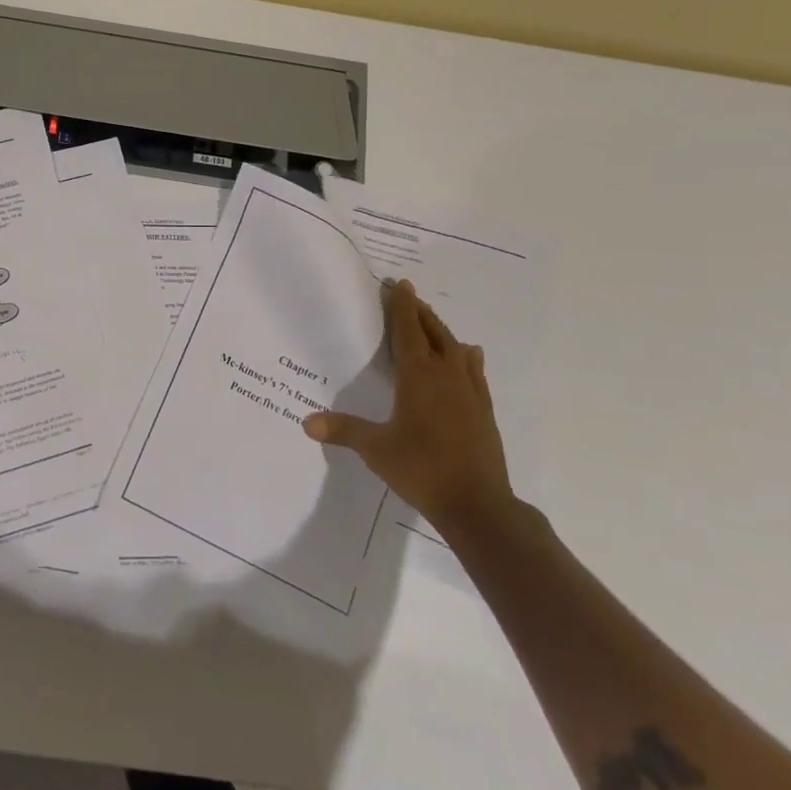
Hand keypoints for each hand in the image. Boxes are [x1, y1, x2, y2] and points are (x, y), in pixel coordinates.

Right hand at [302, 279, 514, 535]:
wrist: (478, 505)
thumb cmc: (422, 469)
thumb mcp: (376, 449)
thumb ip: (343, 430)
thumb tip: (306, 422)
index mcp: (418, 377)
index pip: (408, 331)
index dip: (402, 307)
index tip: (400, 284)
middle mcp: (446, 375)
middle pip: (434, 333)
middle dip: (421, 312)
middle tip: (409, 296)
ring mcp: (470, 392)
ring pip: (456, 348)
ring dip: (442, 331)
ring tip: (432, 322)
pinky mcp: (484, 410)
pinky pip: (474, 371)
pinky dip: (466, 356)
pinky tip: (469, 355)